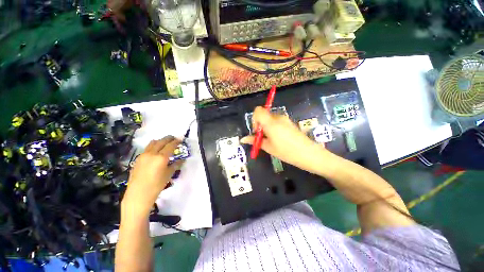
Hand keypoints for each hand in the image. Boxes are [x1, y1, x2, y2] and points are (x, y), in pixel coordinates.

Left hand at [122, 136, 183, 217]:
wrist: (138, 194)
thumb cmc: (156, 185)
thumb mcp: (169, 174)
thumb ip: (176, 165)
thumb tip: (182, 160)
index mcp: (161, 157)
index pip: (170, 145)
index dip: (176, 141)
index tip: (180, 139)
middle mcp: (152, 153)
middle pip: (161, 141)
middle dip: (169, 138)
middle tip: (174, 138)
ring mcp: (143, 155)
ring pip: (153, 143)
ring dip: (160, 141)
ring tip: (165, 143)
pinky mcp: (138, 158)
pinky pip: (147, 148)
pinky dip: (154, 146)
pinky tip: (156, 151)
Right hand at [241, 106, 324, 170]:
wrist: (309, 154)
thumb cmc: (287, 152)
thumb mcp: (269, 147)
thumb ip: (255, 141)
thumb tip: (243, 139)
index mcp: (271, 122)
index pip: (258, 110)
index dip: (254, 119)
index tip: (257, 131)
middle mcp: (278, 117)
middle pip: (264, 115)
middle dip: (260, 125)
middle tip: (262, 138)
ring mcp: (285, 119)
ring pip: (270, 119)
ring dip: (266, 127)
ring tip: (271, 140)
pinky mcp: (289, 122)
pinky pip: (277, 121)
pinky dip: (273, 127)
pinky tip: (278, 138)